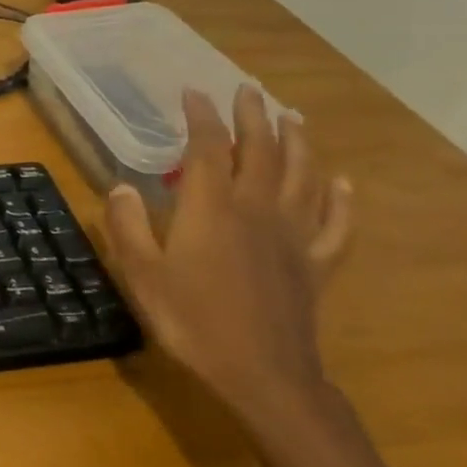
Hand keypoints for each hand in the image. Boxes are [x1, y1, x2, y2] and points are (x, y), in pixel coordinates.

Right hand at [104, 85, 353, 425]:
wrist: (262, 376)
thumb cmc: (193, 321)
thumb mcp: (142, 274)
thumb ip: (127, 227)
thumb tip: (123, 188)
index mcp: (212, 208)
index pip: (208, 148)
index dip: (201, 116)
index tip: (192, 92)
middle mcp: (256, 210)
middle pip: (261, 151)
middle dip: (254, 116)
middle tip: (249, 90)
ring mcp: (292, 237)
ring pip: (303, 178)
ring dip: (299, 144)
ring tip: (294, 118)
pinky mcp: (315, 265)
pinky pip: (336, 227)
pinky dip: (342, 202)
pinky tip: (343, 184)